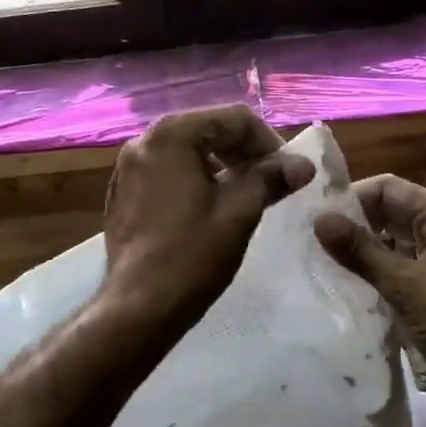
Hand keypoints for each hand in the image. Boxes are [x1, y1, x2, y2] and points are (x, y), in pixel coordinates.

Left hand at [102, 106, 313, 329]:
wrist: (139, 307)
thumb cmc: (192, 254)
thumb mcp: (240, 212)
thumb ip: (271, 178)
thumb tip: (303, 165)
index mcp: (172, 135)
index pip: (234, 119)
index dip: (269, 142)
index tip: (287, 172)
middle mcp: (144, 141)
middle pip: (208, 130)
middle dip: (244, 152)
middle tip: (271, 181)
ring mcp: (127, 168)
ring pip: (187, 152)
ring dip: (221, 166)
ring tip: (245, 195)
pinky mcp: (122, 194)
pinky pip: (167, 173)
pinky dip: (194, 180)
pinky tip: (210, 209)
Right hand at [314, 176, 425, 426]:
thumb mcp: (405, 284)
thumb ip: (361, 250)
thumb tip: (319, 220)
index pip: (390, 189)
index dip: (352, 197)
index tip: (312, 214)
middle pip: (390, 214)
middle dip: (353, 224)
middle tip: (307, 238)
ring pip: (391, 244)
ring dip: (359, 251)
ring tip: (316, 260)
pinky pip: (395, 272)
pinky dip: (371, 275)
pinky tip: (341, 285)